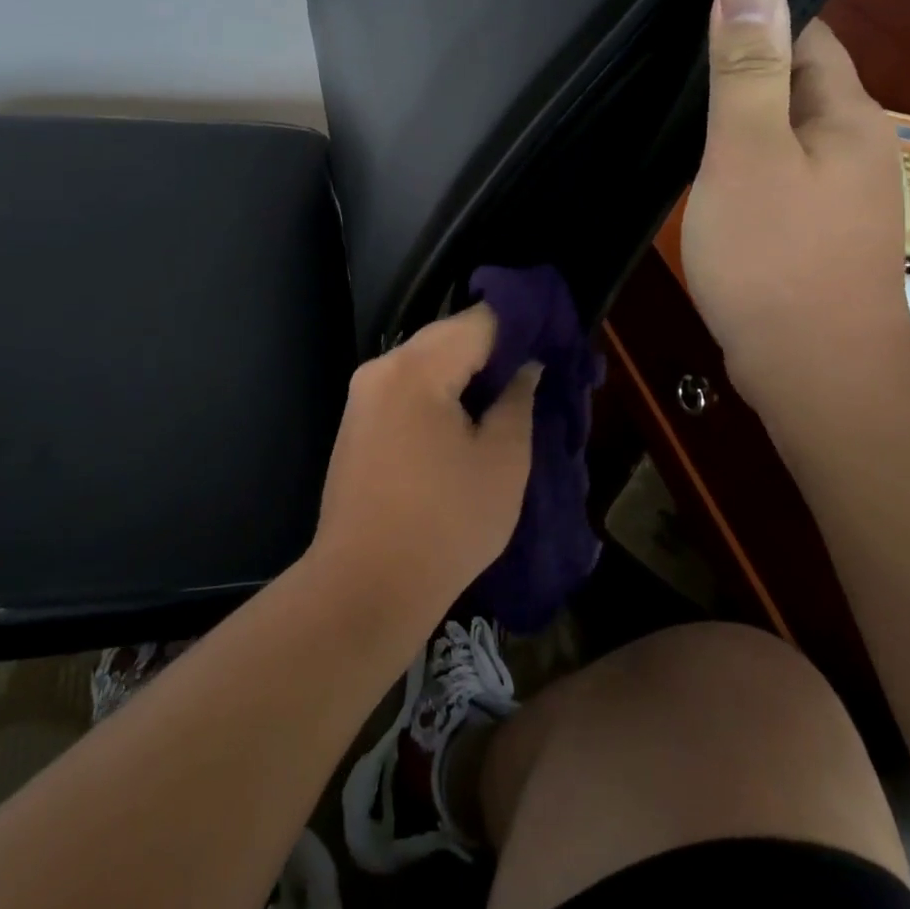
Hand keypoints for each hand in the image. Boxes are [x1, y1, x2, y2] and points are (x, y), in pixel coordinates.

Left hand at [308, 307, 538, 621]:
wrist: (364, 587)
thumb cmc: (445, 524)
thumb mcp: (503, 462)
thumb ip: (518, 400)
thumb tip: (526, 366)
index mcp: (416, 368)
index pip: (478, 321)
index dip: (520, 326)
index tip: (552, 343)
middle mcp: (382, 367)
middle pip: (447, 337)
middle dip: (492, 351)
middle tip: (534, 374)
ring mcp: (363, 395)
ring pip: (425, 362)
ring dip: (465, 373)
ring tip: (505, 398)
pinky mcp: (357, 422)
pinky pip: (406, 388)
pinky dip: (438, 393)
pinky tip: (464, 420)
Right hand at [680, 0, 909, 412]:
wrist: (812, 373)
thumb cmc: (774, 256)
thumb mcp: (747, 153)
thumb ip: (748, 71)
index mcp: (847, 115)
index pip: (808, 35)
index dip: (758, 18)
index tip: (696, 15)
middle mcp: (854, 146)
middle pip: (795, 84)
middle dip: (742, 68)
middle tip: (670, 64)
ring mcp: (838, 195)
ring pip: (782, 133)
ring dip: (739, 120)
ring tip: (678, 113)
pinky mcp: (815, 232)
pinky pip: (777, 174)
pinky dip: (742, 163)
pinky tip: (706, 174)